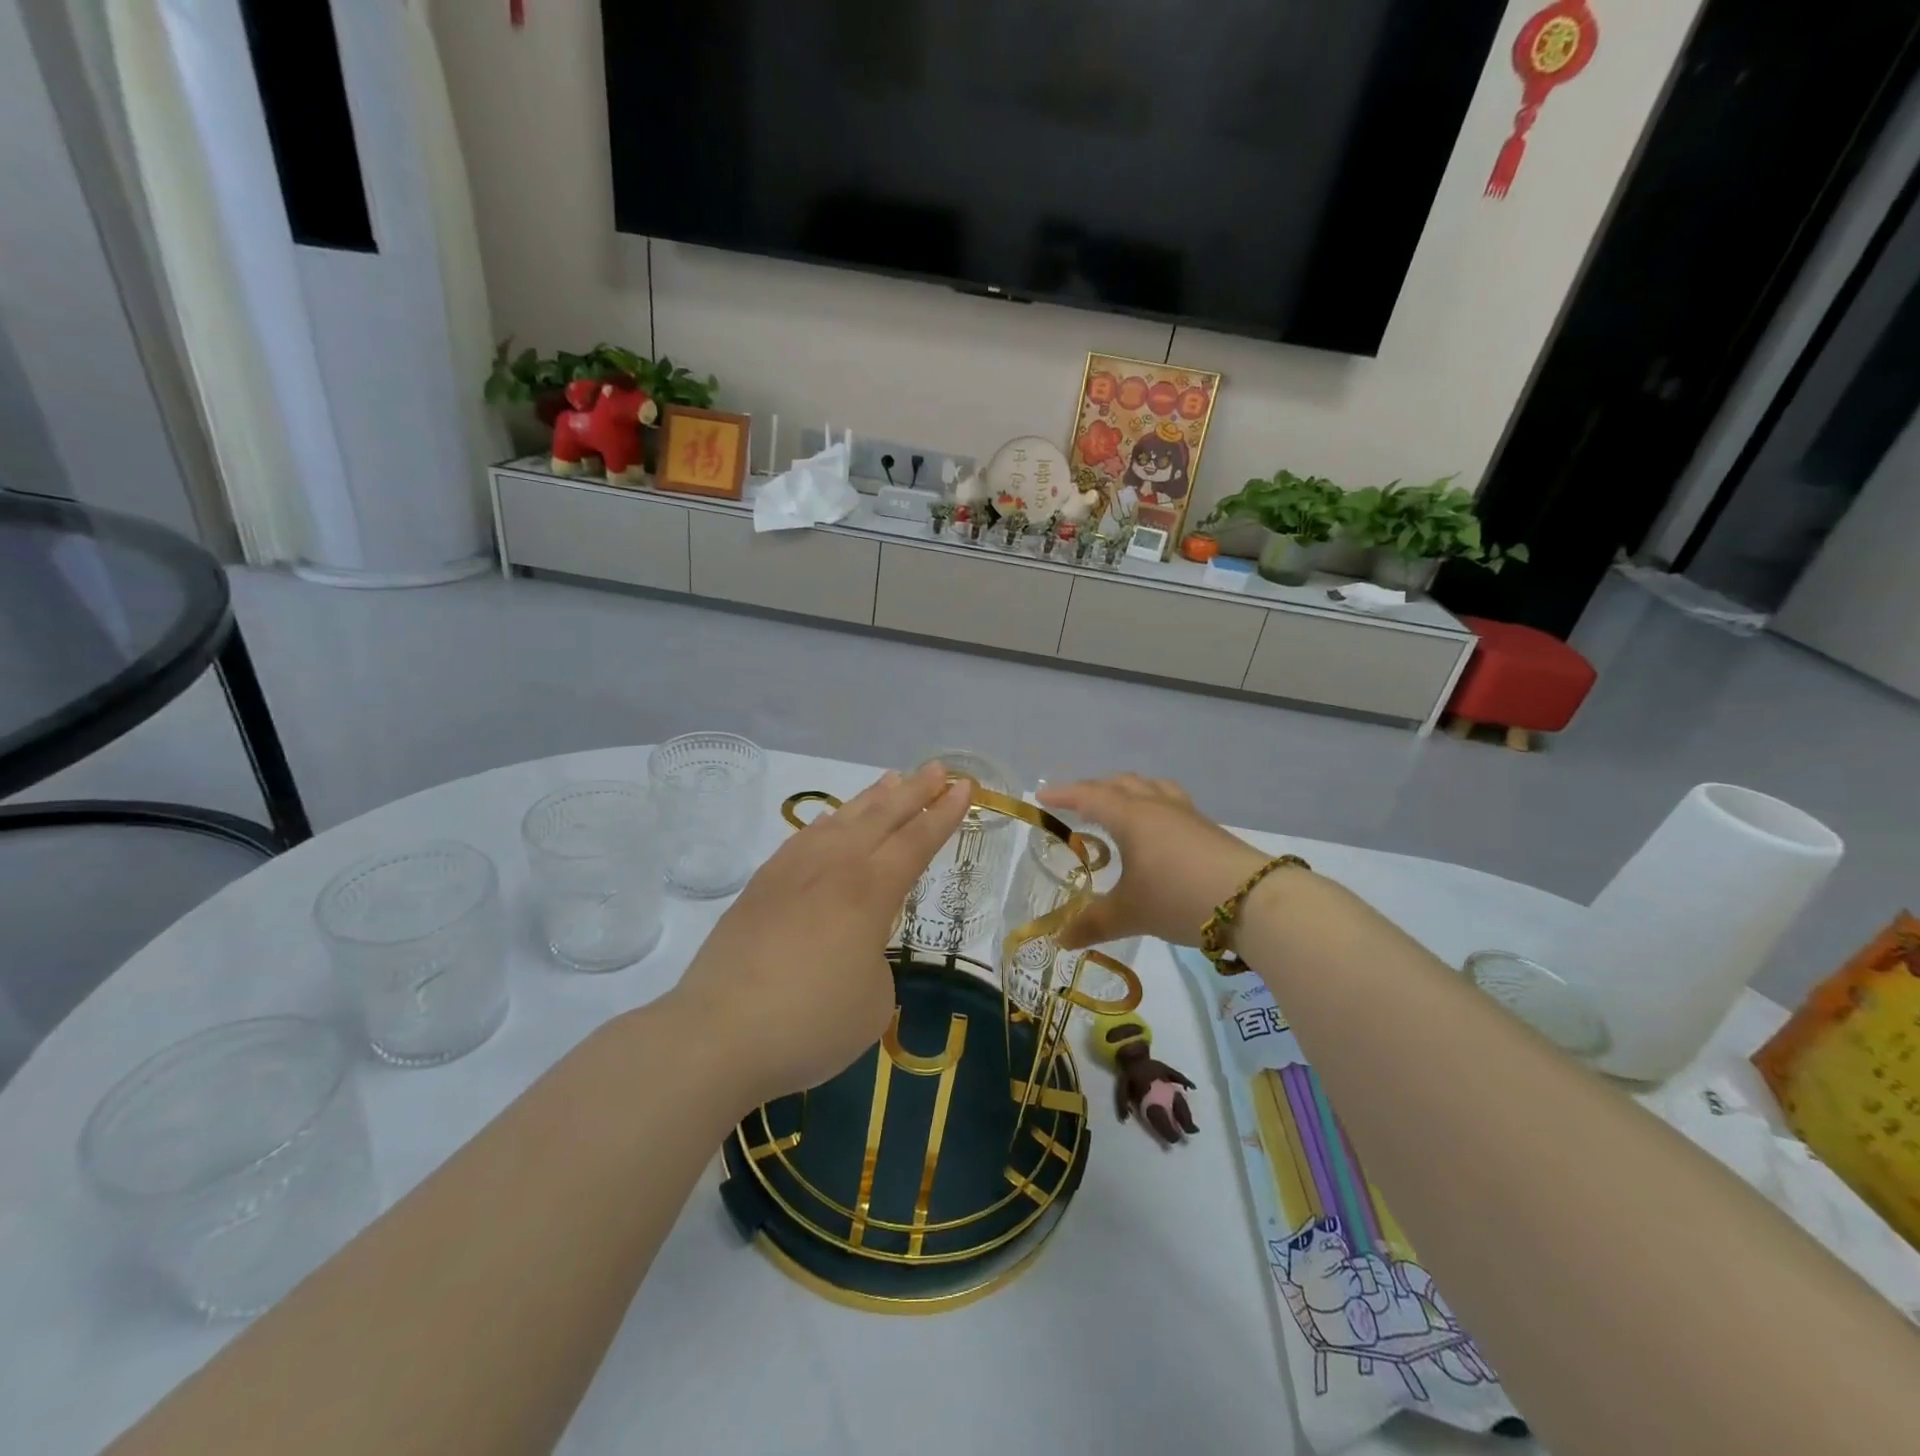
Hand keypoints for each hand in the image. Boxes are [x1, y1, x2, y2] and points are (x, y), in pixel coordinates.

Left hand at [669, 763, 971, 1108]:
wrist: (718, 1035)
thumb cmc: (809, 1024)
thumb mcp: (873, 1002)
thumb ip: (874, 961)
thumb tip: (855, 947)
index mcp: (869, 892)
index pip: (916, 841)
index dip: (943, 814)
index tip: (963, 786)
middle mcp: (833, 868)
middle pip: (881, 817)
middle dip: (914, 791)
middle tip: (938, 768)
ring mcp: (791, 872)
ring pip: (841, 820)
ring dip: (871, 798)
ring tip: (891, 779)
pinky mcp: (760, 887)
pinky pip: (805, 838)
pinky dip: (828, 822)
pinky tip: (831, 821)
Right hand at [1038, 775, 1266, 950]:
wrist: (1253, 901)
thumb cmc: (1178, 897)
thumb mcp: (1130, 913)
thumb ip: (1093, 923)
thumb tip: (1059, 939)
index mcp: (1131, 816)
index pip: (1089, 795)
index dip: (1063, 794)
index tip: (1042, 796)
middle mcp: (1157, 806)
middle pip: (1121, 784)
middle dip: (1095, 790)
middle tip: (1078, 806)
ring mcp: (1187, 815)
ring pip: (1151, 788)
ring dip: (1129, 792)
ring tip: (1119, 809)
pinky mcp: (1209, 829)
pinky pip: (1171, 803)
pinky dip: (1153, 807)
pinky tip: (1158, 833)